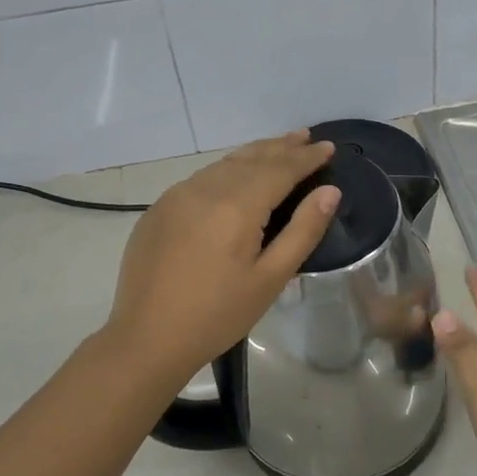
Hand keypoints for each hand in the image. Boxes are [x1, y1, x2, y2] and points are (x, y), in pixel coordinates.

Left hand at [104, 131, 338, 391]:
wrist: (146, 338)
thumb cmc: (217, 315)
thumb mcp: (270, 278)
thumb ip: (303, 231)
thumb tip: (330, 192)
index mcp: (236, 205)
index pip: (280, 169)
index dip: (306, 158)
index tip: (329, 148)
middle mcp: (205, 189)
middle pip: (251, 158)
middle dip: (281, 147)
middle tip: (306, 137)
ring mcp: (177, 195)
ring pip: (224, 164)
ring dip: (254, 154)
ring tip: (277, 148)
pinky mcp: (159, 209)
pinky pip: (201, 178)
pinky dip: (226, 170)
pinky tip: (235, 176)